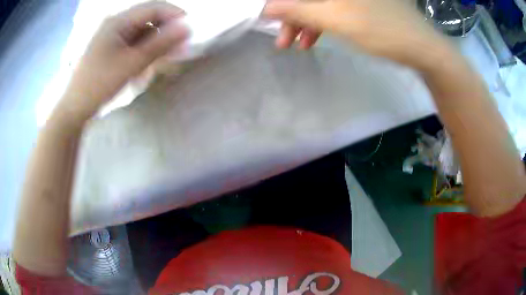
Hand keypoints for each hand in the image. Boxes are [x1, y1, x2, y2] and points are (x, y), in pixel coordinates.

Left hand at [61, 2, 187, 117]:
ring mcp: (112, 36)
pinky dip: (144, 51)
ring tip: (164, 61)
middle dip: (166, 32)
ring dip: (156, 43)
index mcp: (119, 20)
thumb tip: (188, 28)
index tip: (190, 32)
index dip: (175, 15)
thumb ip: (160, 43)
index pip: (155, 7)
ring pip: (143, 32)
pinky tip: (147, 65)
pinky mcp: (111, 48)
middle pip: (149, 19)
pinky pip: (133, 43)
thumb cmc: (99, 84)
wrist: (75, 108)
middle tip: (178, 50)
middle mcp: (116, 23)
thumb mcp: (131, 63)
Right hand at [264, 0, 447, 68]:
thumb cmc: (381, 30)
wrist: (421, 48)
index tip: (271, 20)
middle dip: (293, 16)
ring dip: (306, 22)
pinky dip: (323, 22)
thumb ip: (298, 10)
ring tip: (297, 45)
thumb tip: (266, 7)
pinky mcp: (362, 2)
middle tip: (283, 39)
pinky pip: (334, 7)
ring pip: (321, 3)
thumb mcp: (336, 19)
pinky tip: (315, 38)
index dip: (282, 4)